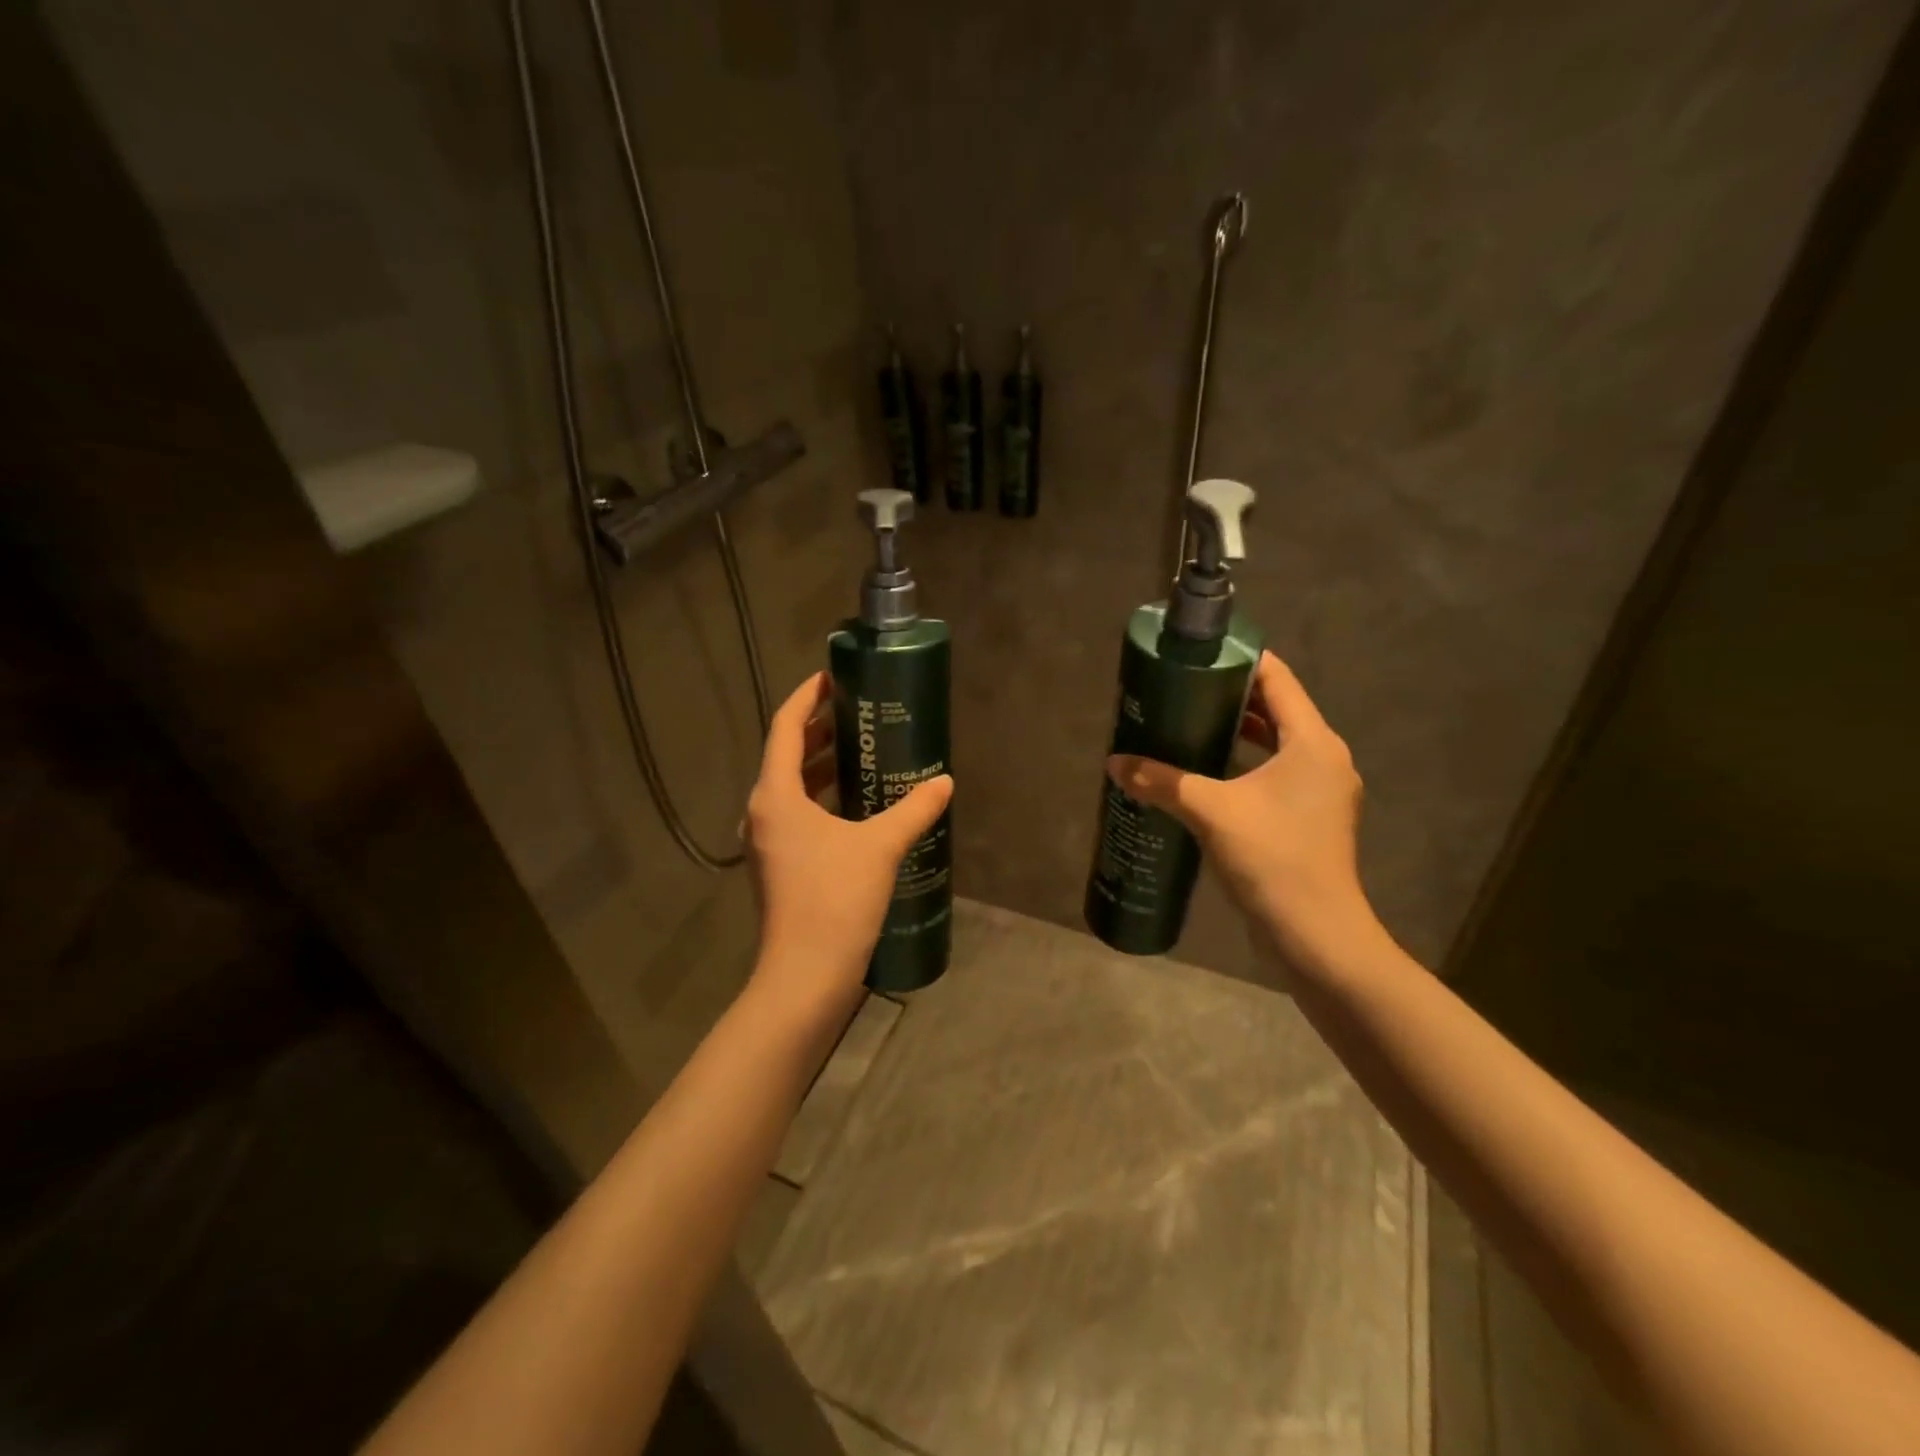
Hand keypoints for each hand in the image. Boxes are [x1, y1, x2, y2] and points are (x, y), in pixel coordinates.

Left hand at [744, 672, 952, 1016]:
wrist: (805, 975)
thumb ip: (914, 809)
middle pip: (786, 754)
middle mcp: (763, 812)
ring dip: (821, 765)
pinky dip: (822, 798)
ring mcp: (767, 842)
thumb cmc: (836, 899)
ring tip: (860, 752)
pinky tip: (857, 804)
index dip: (807, 696)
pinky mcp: (779, 865)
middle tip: (857, 714)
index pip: (785, 726)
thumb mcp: (881, 846)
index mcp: (776, 795)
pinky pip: (797, 814)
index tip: (833, 678)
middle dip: (818, 729)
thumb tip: (943, 781)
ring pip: (791, 787)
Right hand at [1108, 651, 1376, 968]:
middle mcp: (1324, 759)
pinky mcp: (1311, 819)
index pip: (1277, 679)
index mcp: (1312, 742)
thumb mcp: (1211, 812)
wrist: (1317, 937)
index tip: (1198, 656)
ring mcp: (1321, 792)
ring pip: (1276, 745)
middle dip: (1230, 697)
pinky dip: (1244, 765)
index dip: (1239, 660)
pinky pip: (1276, 774)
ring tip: (1187, 727)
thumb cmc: (1273, 860)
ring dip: (1237, 733)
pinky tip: (1207, 776)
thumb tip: (1114, 763)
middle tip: (1181, 692)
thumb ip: (1161, 781)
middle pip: (1277, 709)